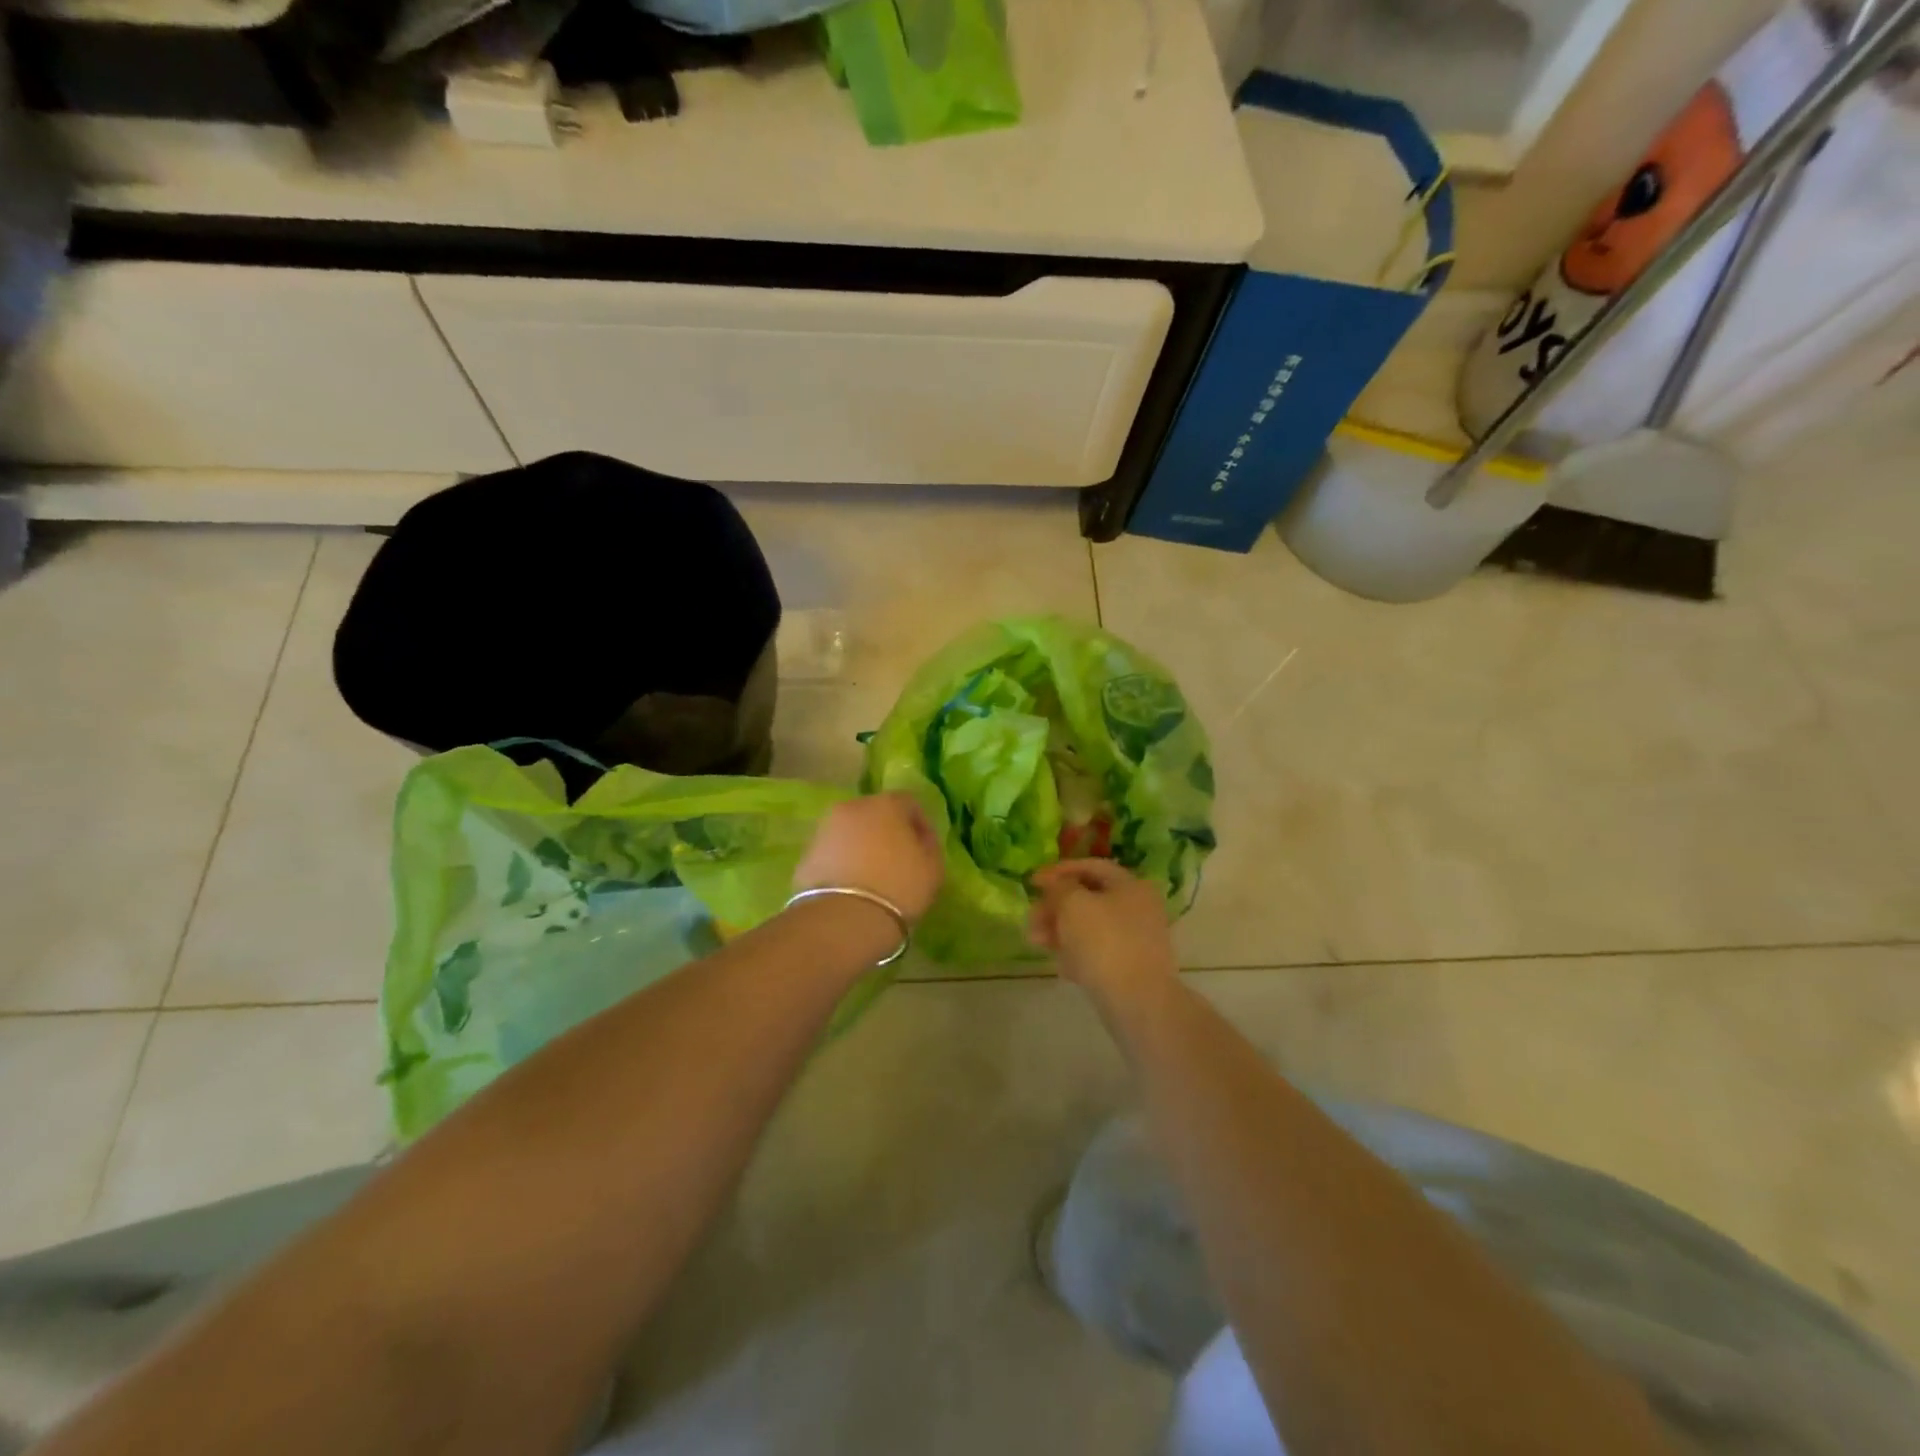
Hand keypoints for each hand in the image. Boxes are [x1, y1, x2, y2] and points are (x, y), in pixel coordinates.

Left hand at [794, 792, 944, 921]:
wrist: (843, 920)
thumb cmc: (898, 888)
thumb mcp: (933, 868)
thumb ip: (929, 845)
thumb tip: (920, 839)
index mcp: (886, 804)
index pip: (909, 803)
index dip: (920, 825)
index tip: (925, 850)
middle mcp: (851, 808)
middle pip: (876, 814)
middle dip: (888, 833)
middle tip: (898, 862)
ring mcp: (824, 830)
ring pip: (851, 833)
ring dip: (863, 847)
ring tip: (873, 878)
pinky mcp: (806, 855)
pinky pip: (833, 853)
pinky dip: (843, 863)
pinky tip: (852, 888)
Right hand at [1029, 861, 1178, 1007]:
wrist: (1138, 1002)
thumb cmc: (1104, 942)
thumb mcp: (1073, 904)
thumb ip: (1059, 887)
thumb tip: (1054, 884)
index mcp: (1131, 885)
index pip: (1091, 866)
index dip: (1059, 871)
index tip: (1032, 882)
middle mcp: (1138, 907)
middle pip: (1088, 898)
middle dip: (1055, 906)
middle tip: (1031, 919)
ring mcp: (1137, 939)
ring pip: (1090, 926)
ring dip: (1060, 930)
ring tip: (1036, 943)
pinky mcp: (1131, 967)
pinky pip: (1097, 951)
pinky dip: (1077, 953)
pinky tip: (1062, 967)